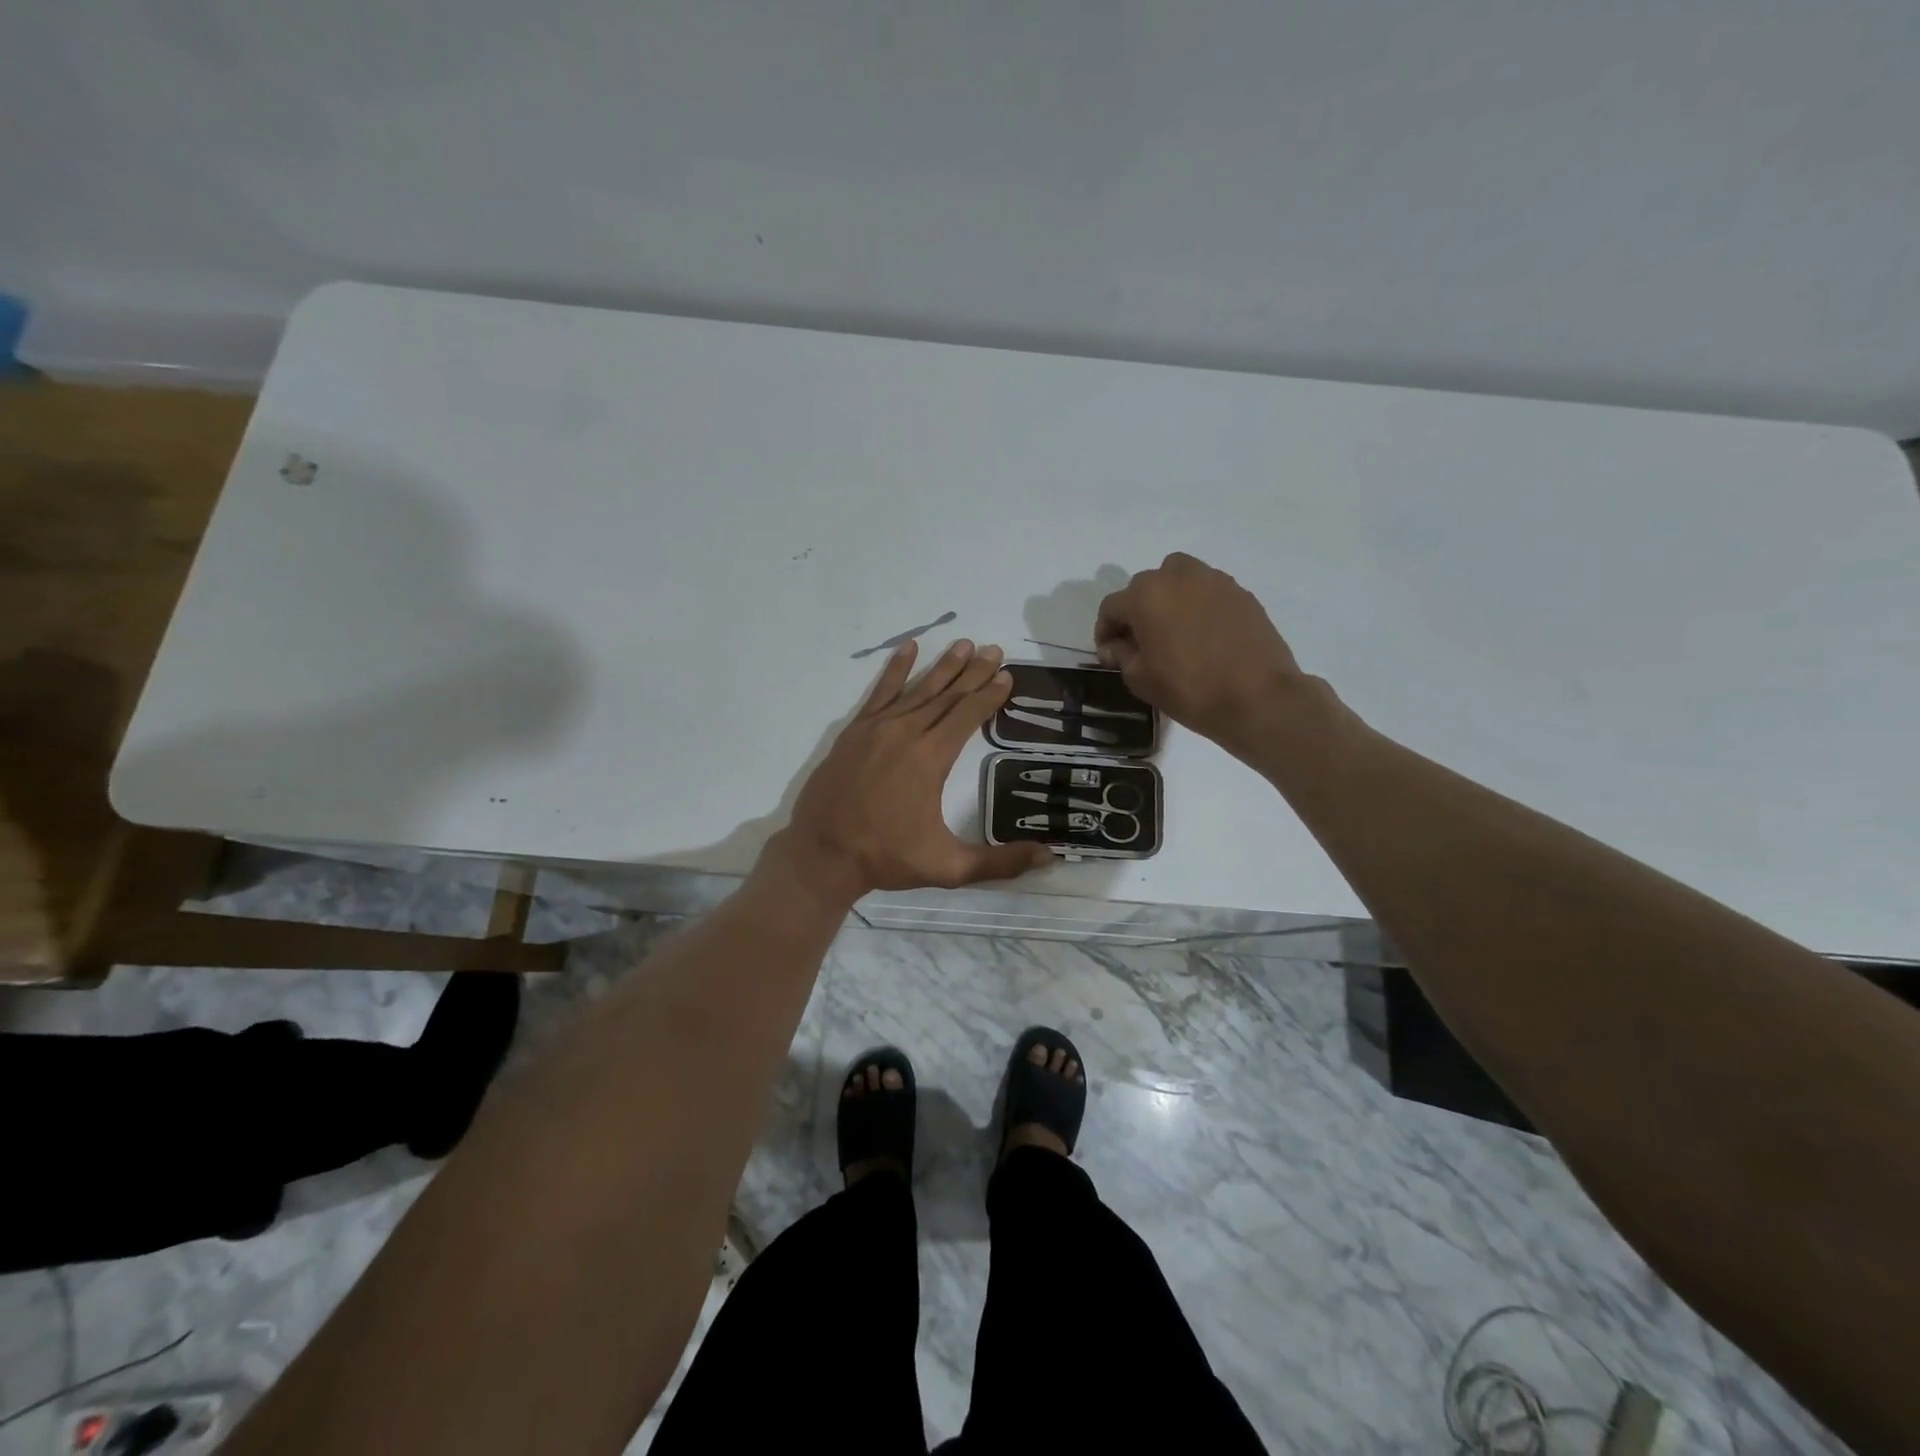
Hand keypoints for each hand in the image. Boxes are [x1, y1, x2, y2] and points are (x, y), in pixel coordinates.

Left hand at [772, 639, 1053, 904]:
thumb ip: (999, 862)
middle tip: (994, 649)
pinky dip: (896, 669)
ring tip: (964, 644)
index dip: (989, 695)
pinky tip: (908, 648)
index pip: (968, 716)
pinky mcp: (855, 731)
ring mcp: (877, 728)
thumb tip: (1050, 857)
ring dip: (943, 666)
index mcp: (931, 758)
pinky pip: (880, 692)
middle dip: (973, 672)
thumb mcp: (948, 867)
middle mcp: (907, 733)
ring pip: (918, 689)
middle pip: (948, 695)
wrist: (822, 853)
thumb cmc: (886, 857)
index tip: (1007, 675)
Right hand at [1095, 552, 1306, 754]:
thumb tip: (1115, 645)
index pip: (1112, 606)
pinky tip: (1204, 634)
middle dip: (1137, 610)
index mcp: (1146, 596)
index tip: (1109, 652)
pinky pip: (1208, 591)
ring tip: (1173, 629)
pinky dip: (1198, 604)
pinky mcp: (1240, 593)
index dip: (1105, 630)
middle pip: (1145, 586)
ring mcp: (1214, 581)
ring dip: (1169, 598)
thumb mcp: (1140, 678)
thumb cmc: (1189, 689)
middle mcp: (1178, 577)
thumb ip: (1121, 654)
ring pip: (1179, 578)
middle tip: (1141, 641)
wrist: (1257, 698)